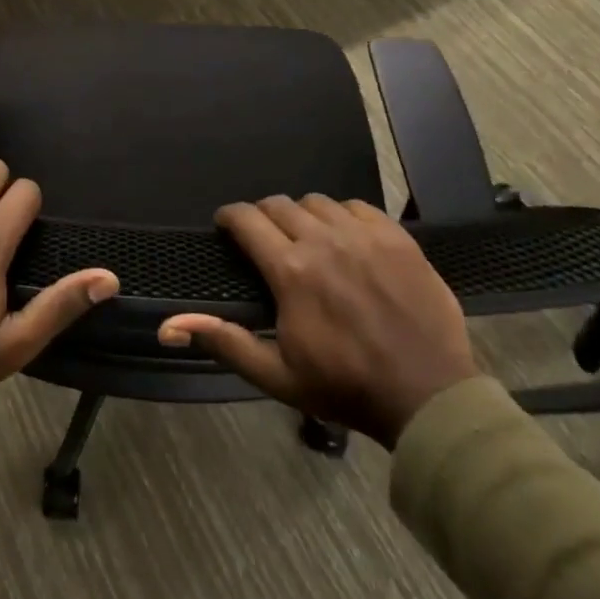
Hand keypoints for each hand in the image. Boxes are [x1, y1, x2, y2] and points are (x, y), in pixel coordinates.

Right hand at [159, 195, 476, 446]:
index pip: (246, 219)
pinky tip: (346, 238)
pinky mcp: (396, 237)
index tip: (225, 225)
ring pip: (317, 202)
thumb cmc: (345, 387)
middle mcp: (323, 240)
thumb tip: (170, 324)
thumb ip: (225, 341)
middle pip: (279, 204)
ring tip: (306, 238)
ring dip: (303, 215)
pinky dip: (343, 215)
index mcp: (290, 270)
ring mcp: (364, 235)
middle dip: (263, 216)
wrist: (428, 396)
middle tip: (265, 238)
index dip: (229, 217)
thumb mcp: (277, 376)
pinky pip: (358, 206)